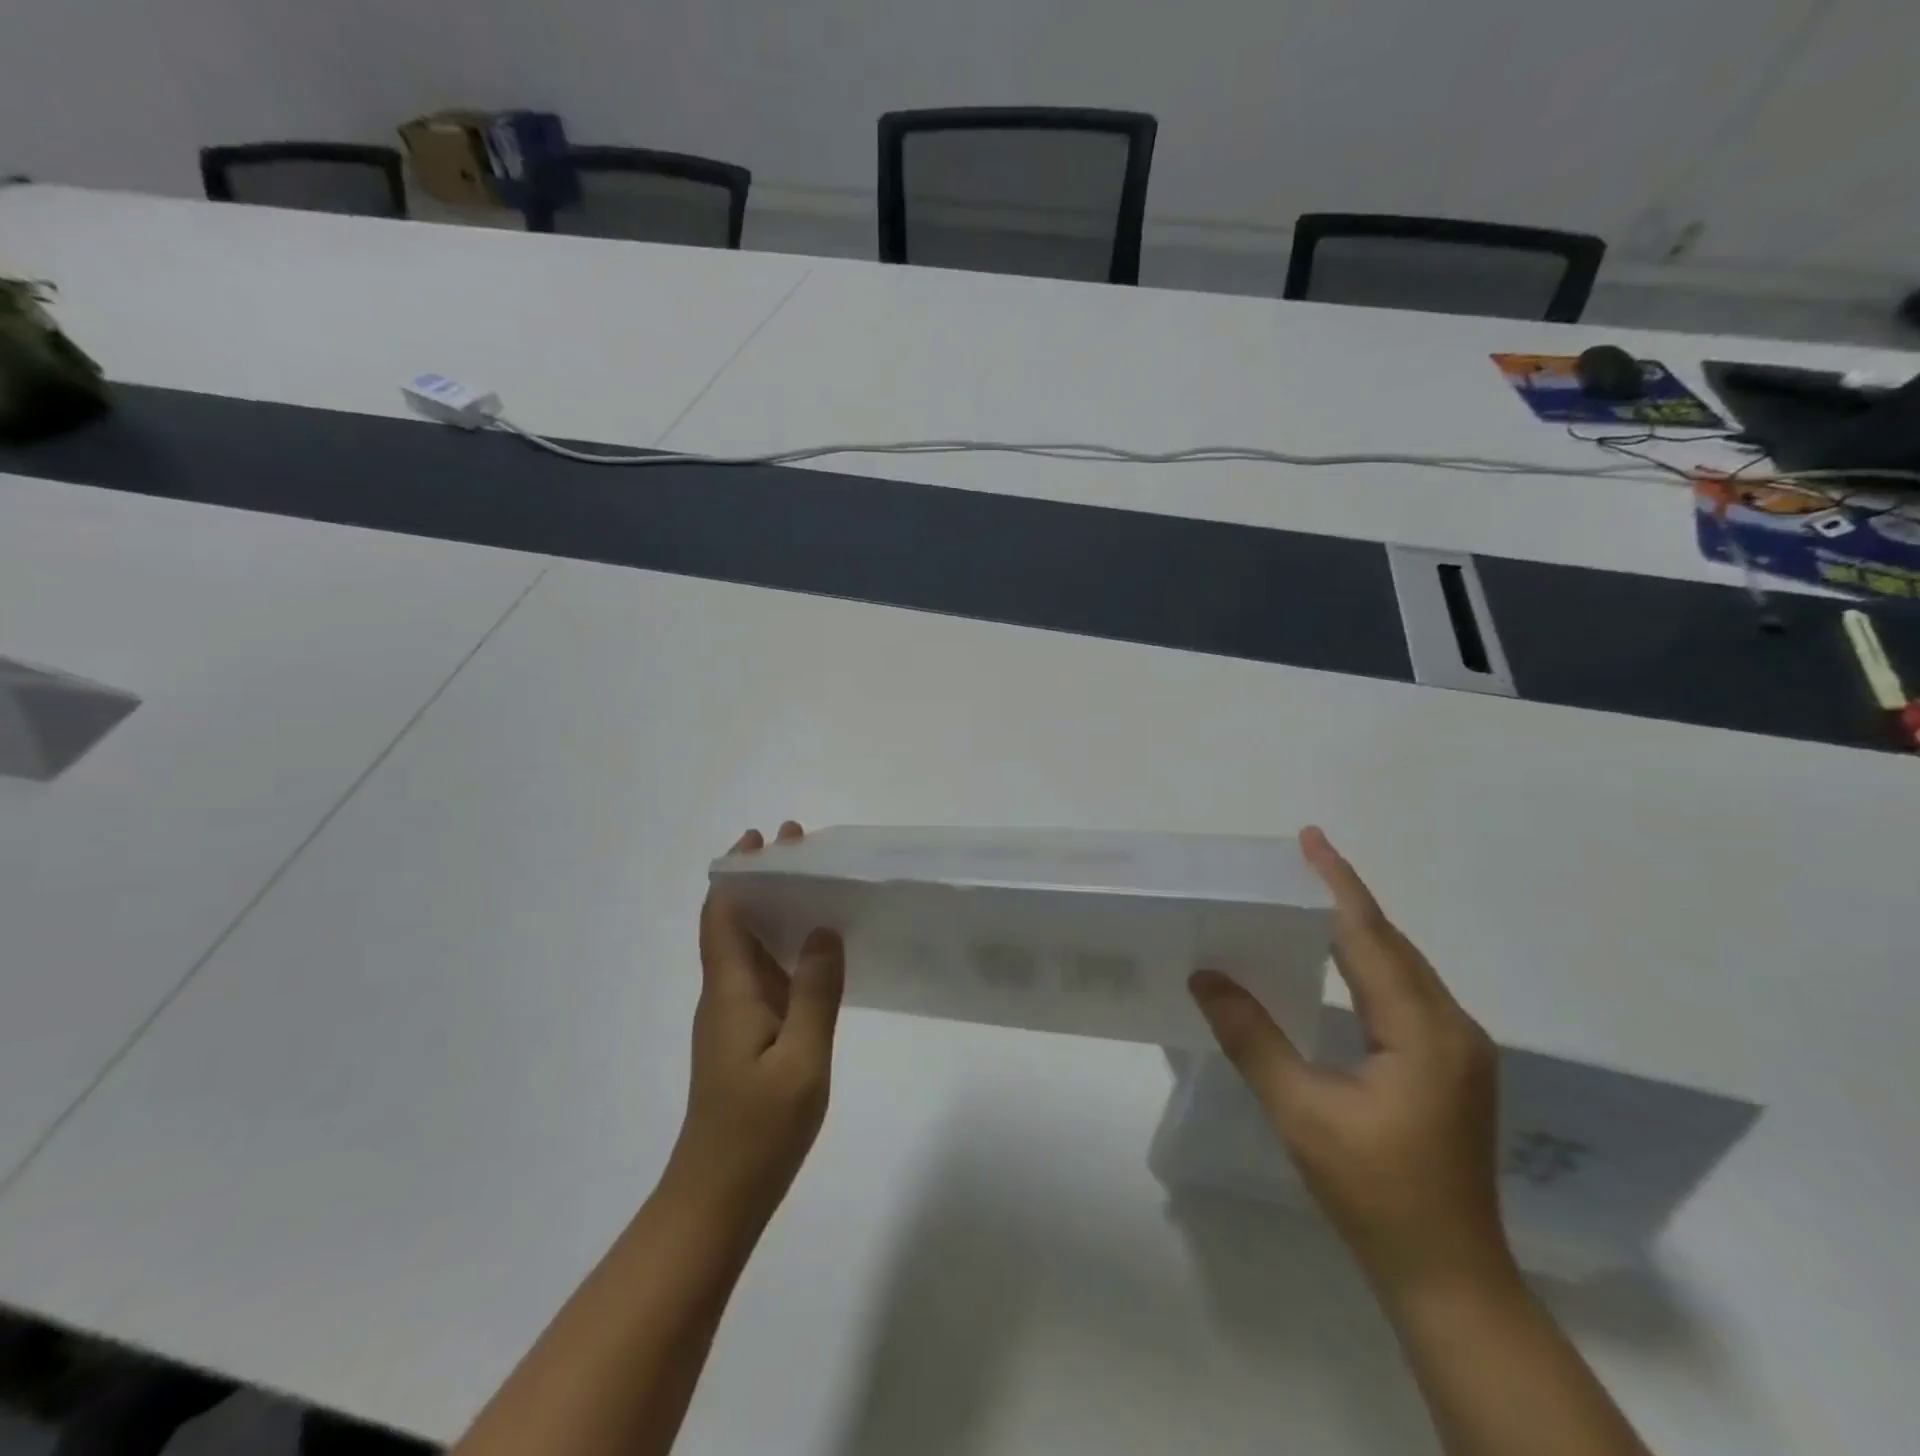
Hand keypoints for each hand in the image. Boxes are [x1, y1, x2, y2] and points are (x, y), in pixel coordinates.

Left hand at [667, 823, 844, 1226]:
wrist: (717, 1198)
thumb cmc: (758, 1131)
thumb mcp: (801, 1060)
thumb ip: (815, 992)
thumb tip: (823, 928)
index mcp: (730, 991)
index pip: (721, 915)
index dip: (738, 873)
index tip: (766, 841)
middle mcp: (725, 994)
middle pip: (734, 921)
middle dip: (762, 879)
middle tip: (798, 845)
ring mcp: (734, 1017)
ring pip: (749, 946)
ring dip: (774, 908)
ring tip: (812, 881)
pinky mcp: (745, 1036)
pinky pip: (763, 973)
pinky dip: (783, 944)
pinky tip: (813, 946)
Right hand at [1189, 826, 1510, 1302]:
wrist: (1449, 1276)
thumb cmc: (1373, 1192)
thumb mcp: (1301, 1111)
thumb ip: (1252, 1037)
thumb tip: (1205, 976)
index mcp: (1423, 1031)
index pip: (1371, 936)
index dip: (1337, 884)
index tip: (1309, 838)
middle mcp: (1452, 1028)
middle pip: (1392, 944)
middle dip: (1344, 898)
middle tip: (1297, 861)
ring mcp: (1459, 1049)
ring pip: (1403, 968)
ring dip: (1358, 929)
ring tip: (1307, 899)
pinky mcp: (1451, 1067)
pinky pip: (1406, 992)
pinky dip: (1369, 962)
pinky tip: (1339, 962)